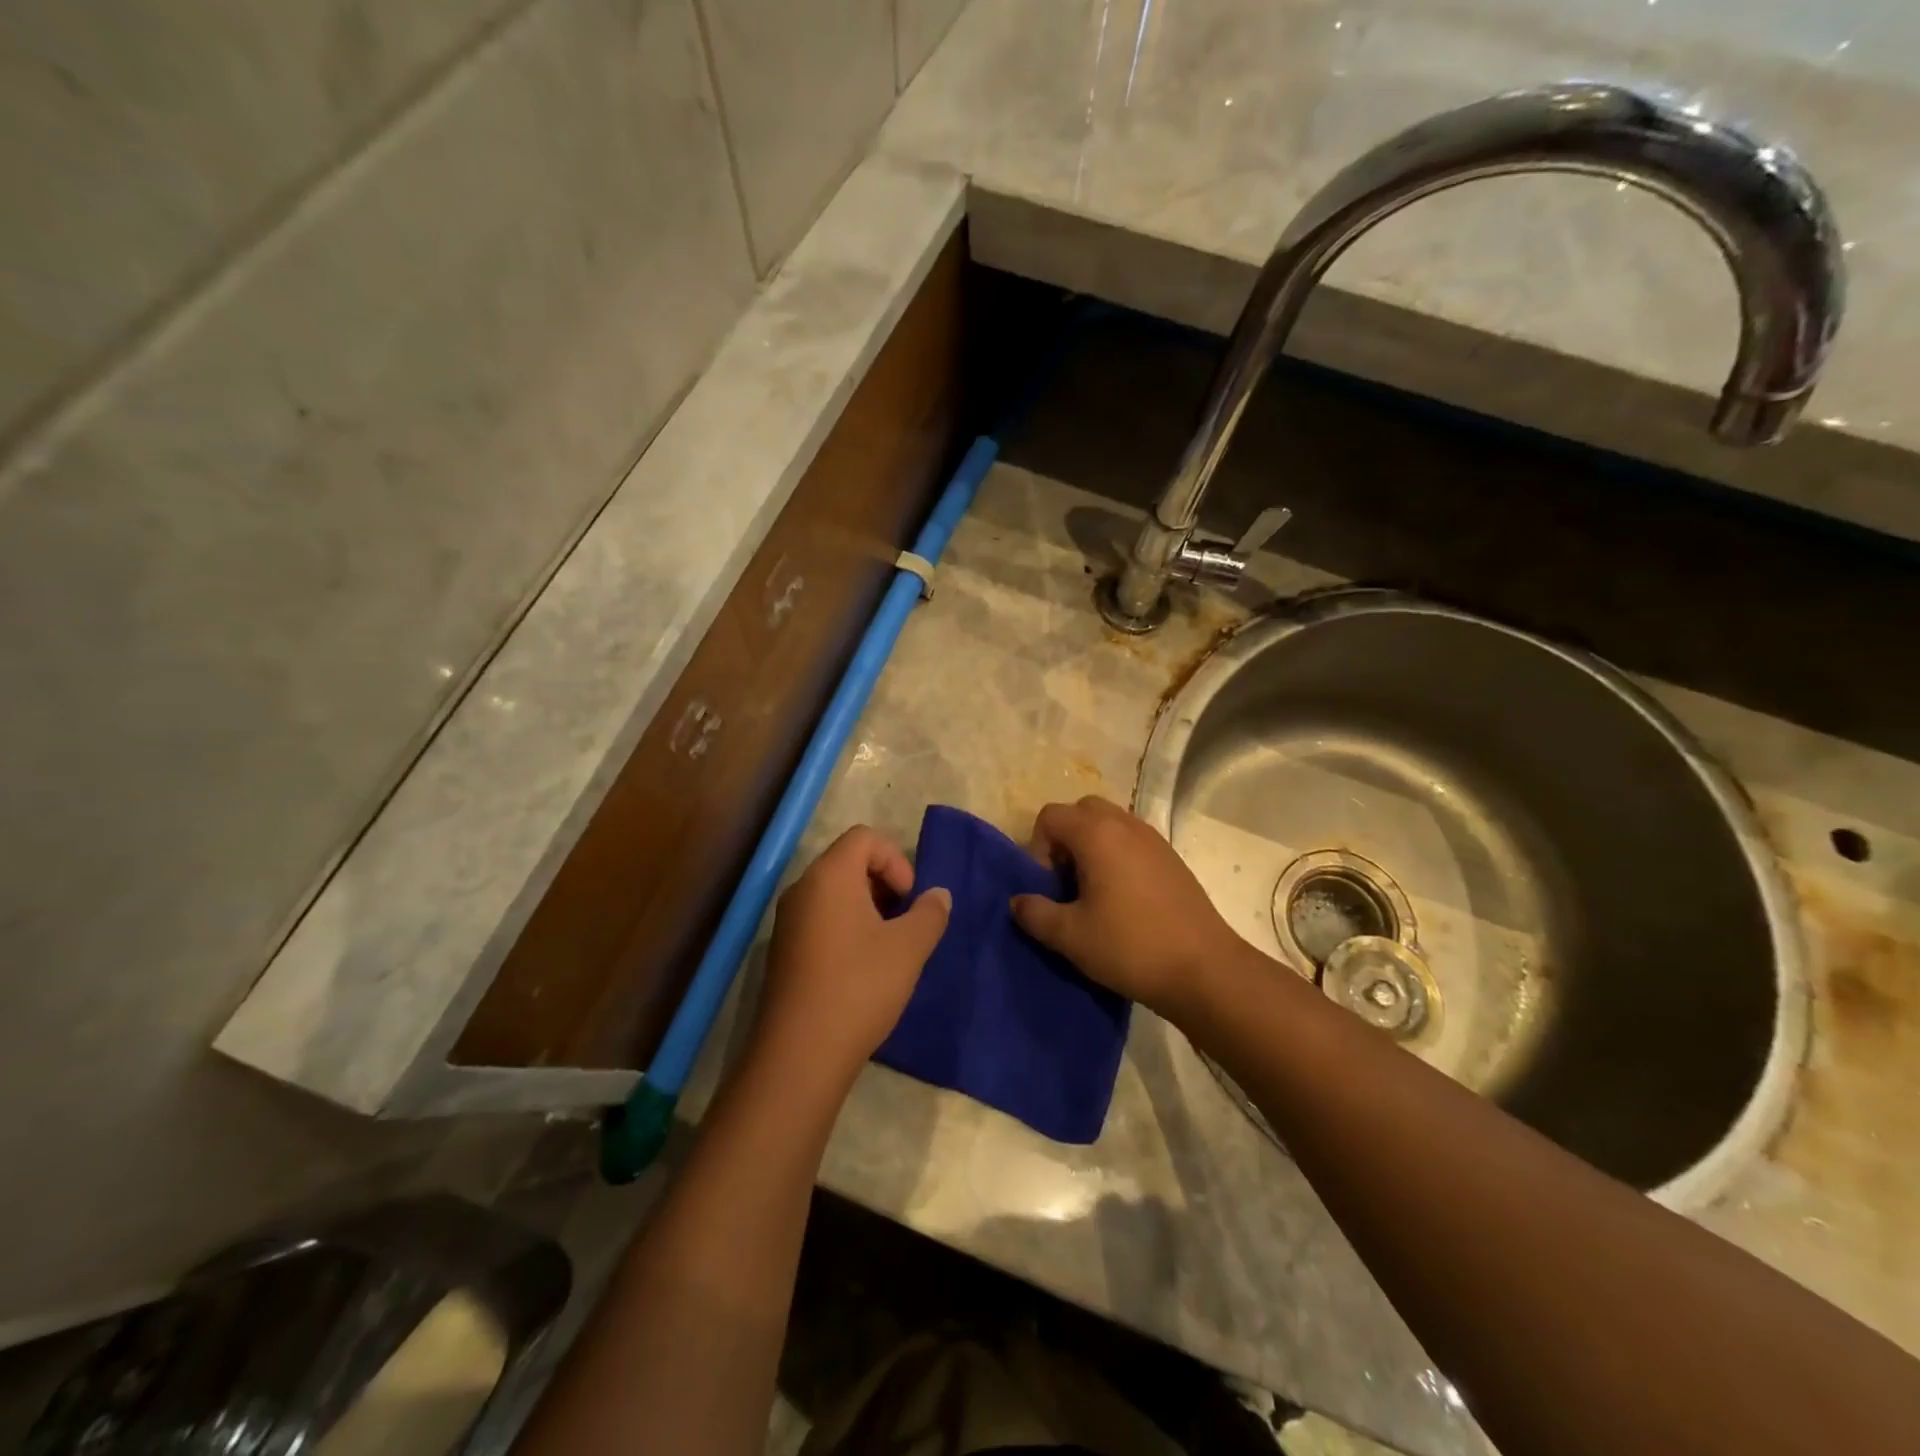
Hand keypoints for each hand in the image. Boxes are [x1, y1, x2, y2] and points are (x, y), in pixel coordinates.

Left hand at [753, 826, 949, 1089]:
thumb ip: (929, 913)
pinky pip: (820, 918)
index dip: (896, 860)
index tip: (909, 900)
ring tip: (888, 946)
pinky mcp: (783, 950)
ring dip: (867, 907)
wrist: (801, 1053)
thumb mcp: (909, 948)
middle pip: (847, 861)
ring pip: (834, 892)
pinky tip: (863, 967)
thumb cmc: (860, 986)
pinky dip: (846, 927)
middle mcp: (802, 889)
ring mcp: (787, 921)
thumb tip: (938, 895)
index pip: (864, 837)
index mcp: (829, 876)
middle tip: (903, 921)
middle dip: (883, 883)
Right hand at [1011, 796, 1238, 1019]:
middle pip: (1082, 810)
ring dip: (1092, 847)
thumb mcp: (1071, 937)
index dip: (1038, 848)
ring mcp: (1153, 839)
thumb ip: (1035, 914)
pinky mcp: (1172, 858)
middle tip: (1067, 882)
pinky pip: (1133, 840)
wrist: (1205, 970)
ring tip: (1094, 893)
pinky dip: (1118, 856)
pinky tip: (1123, 900)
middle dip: (1065, 839)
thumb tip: (1018, 901)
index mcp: (1097, 834)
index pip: (1051, 816)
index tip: (1048, 886)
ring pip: (1110, 823)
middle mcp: (1126, 825)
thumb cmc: (1130, 947)